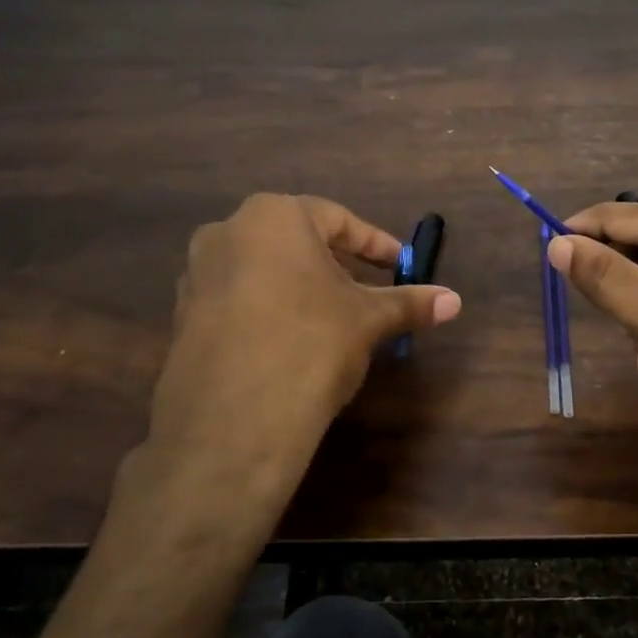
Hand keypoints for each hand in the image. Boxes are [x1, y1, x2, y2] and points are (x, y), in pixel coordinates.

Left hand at [134, 194, 459, 508]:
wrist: (233, 421)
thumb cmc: (311, 344)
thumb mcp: (369, 320)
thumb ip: (410, 303)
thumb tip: (455, 300)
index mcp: (273, 216)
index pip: (337, 219)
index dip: (375, 244)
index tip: (400, 265)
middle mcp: (227, 232)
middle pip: (296, 241)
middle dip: (336, 264)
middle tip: (367, 291)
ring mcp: (197, 275)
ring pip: (264, 270)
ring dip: (300, 287)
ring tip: (330, 320)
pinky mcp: (183, 317)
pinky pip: (238, 300)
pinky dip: (269, 311)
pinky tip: (289, 344)